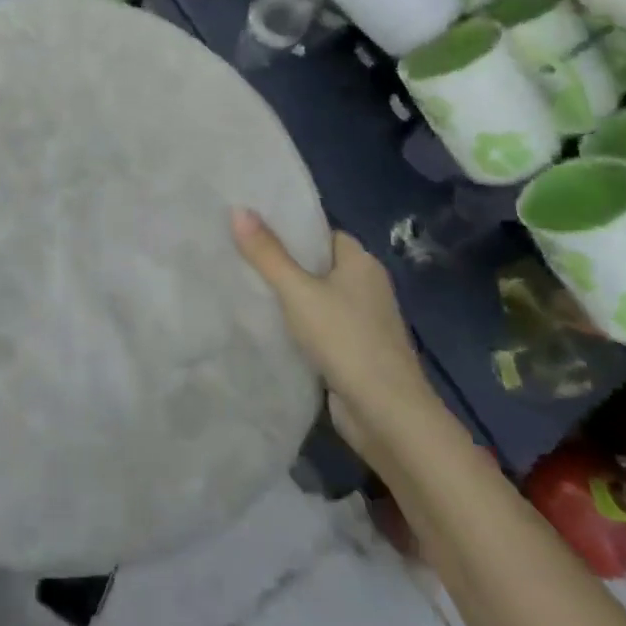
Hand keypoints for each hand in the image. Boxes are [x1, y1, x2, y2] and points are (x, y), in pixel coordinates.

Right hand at [232, 211, 437, 455]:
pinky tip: (268, 324)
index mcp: (361, 262)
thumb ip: (267, 253)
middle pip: (317, 263)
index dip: (288, 228)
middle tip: (238, 252)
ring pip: (317, 297)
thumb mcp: (298, 292)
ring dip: (289, 296)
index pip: (320, 232)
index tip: (251, 225)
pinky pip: (320, 325)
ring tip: (244, 284)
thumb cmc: (346, 340)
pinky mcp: (356, 352)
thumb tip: (237, 209)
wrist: (388, 416)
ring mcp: (363, 321)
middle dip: (282, 261)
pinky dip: (298, 324)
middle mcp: (367, 286)